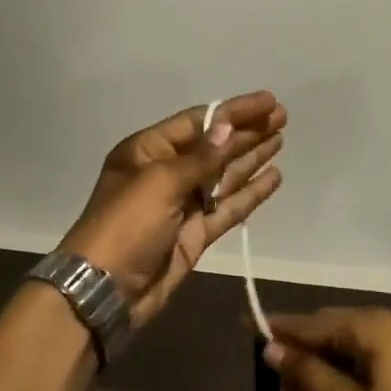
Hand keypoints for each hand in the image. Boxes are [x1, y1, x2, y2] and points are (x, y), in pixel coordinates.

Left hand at [58, 92, 285, 328]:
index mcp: (148, 151)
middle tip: (283, 116)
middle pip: (214, 146)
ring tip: (281, 138)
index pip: (199, 122)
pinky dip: (250, 193)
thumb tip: (228, 127)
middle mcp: (166, 172)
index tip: (269, 101)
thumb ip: (201, 157)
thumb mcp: (160, 182)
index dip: (234, 111)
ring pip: (224, 175)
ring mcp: (183, 204)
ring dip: (251, 157)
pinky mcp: (196, 233)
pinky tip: (273, 177)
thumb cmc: (127, 224)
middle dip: (247, 131)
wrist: (107, 289)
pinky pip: (228, 207)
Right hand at [264, 309, 390, 390]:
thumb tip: (272, 349)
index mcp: (373, 326)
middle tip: (271, 376)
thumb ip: (309, 375)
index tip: (245, 327)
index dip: (277, 329)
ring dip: (323, 365)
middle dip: (301, 351)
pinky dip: (347, 371)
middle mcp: (390, 323)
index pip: (312, 323)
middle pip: (331, 329)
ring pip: (350, 345)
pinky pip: (370, 357)